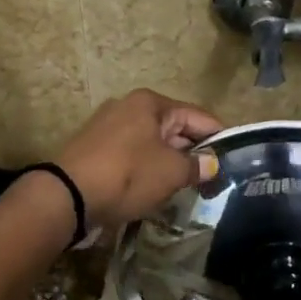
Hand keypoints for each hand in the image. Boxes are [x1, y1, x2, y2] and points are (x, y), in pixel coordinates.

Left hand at [55, 89, 222, 229]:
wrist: (66, 196)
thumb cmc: (127, 175)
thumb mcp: (171, 172)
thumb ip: (197, 166)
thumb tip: (212, 164)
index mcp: (151, 103)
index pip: (198, 116)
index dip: (219, 138)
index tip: (234, 159)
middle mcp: (128, 106)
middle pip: (174, 128)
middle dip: (193, 152)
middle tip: (212, 179)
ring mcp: (107, 127)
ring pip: (152, 143)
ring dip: (169, 162)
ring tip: (186, 187)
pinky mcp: (94, 149)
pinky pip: (132, 155)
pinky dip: (146, 168)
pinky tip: (154, 189)